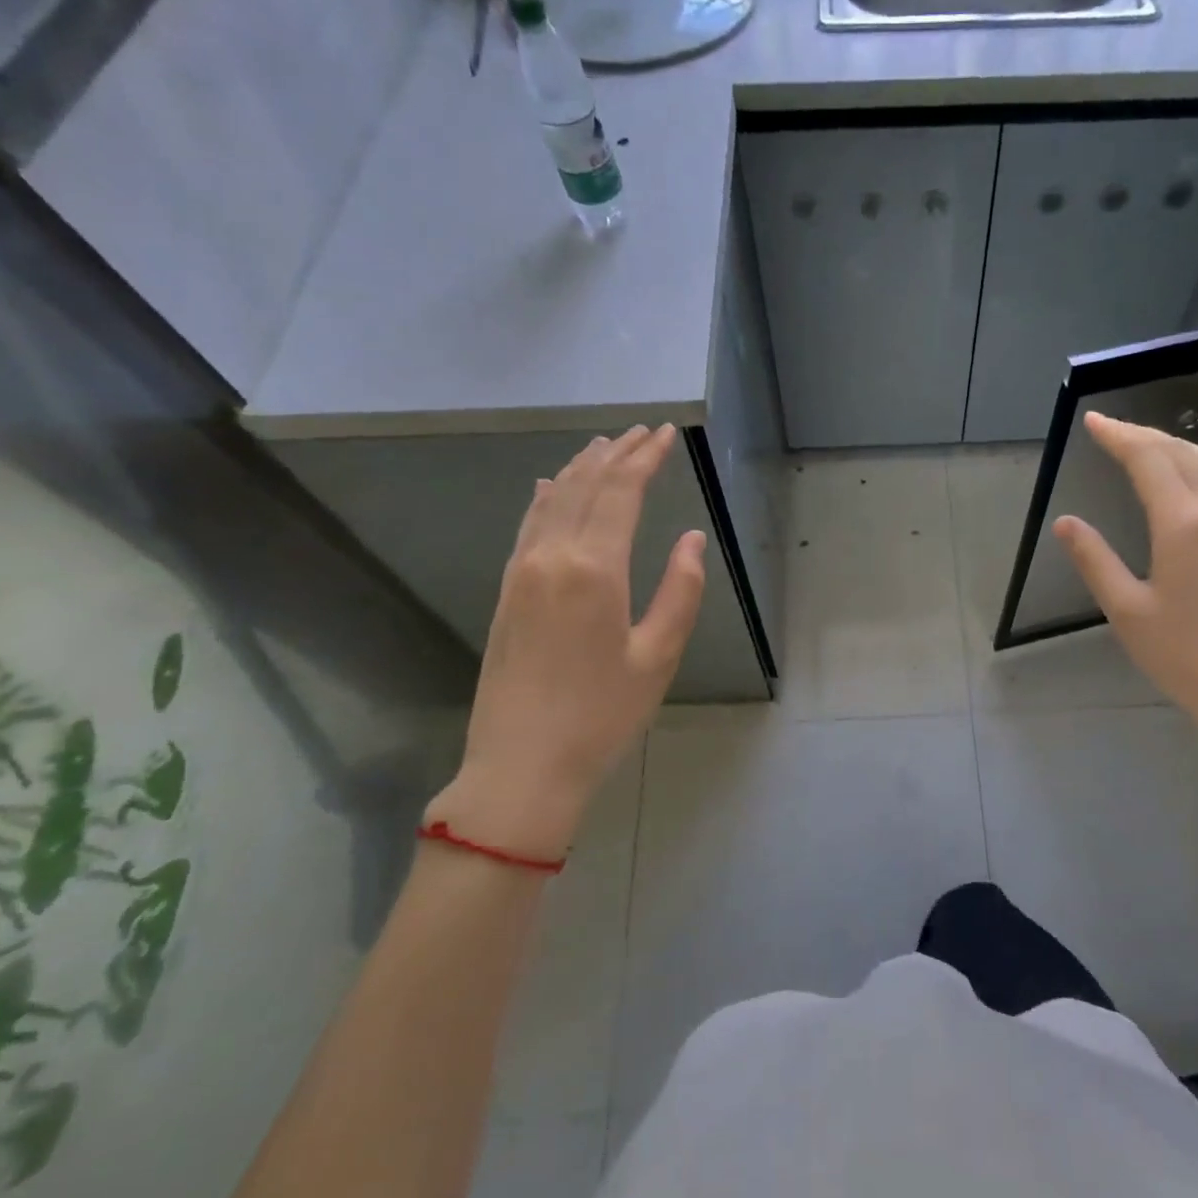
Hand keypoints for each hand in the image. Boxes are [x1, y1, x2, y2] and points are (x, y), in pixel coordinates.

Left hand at [424, 425, 705, 863]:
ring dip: (582, 469)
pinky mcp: (506, 592)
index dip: (645, 458)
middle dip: (617, 454)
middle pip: (587, 487)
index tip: (665, 434)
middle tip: (642, 431)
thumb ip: (680, 591)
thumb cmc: (602, 716)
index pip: (621, 493)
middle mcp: (552, 557)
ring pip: (553, 501)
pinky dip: (546, 498)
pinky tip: (551, 486)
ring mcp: (521, 572)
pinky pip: (528, 526)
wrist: (522, 766)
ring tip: (604, 446)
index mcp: (594, 569)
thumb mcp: (658, 657)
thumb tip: (691, 539)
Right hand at [1053, 413, 1197, 762]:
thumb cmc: (1184, 656)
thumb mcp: (1126, 611)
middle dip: (1143, 434)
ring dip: (1172, 445)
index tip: (1092, 421)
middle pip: (1181, 454)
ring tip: (1140, 443)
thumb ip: (1095, 561)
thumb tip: (1066, 523)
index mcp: (1183, 526)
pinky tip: (1178, 478)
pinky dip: (1192, 464)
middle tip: (1108, 427)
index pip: (1149, 461)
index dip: (1119, 437)